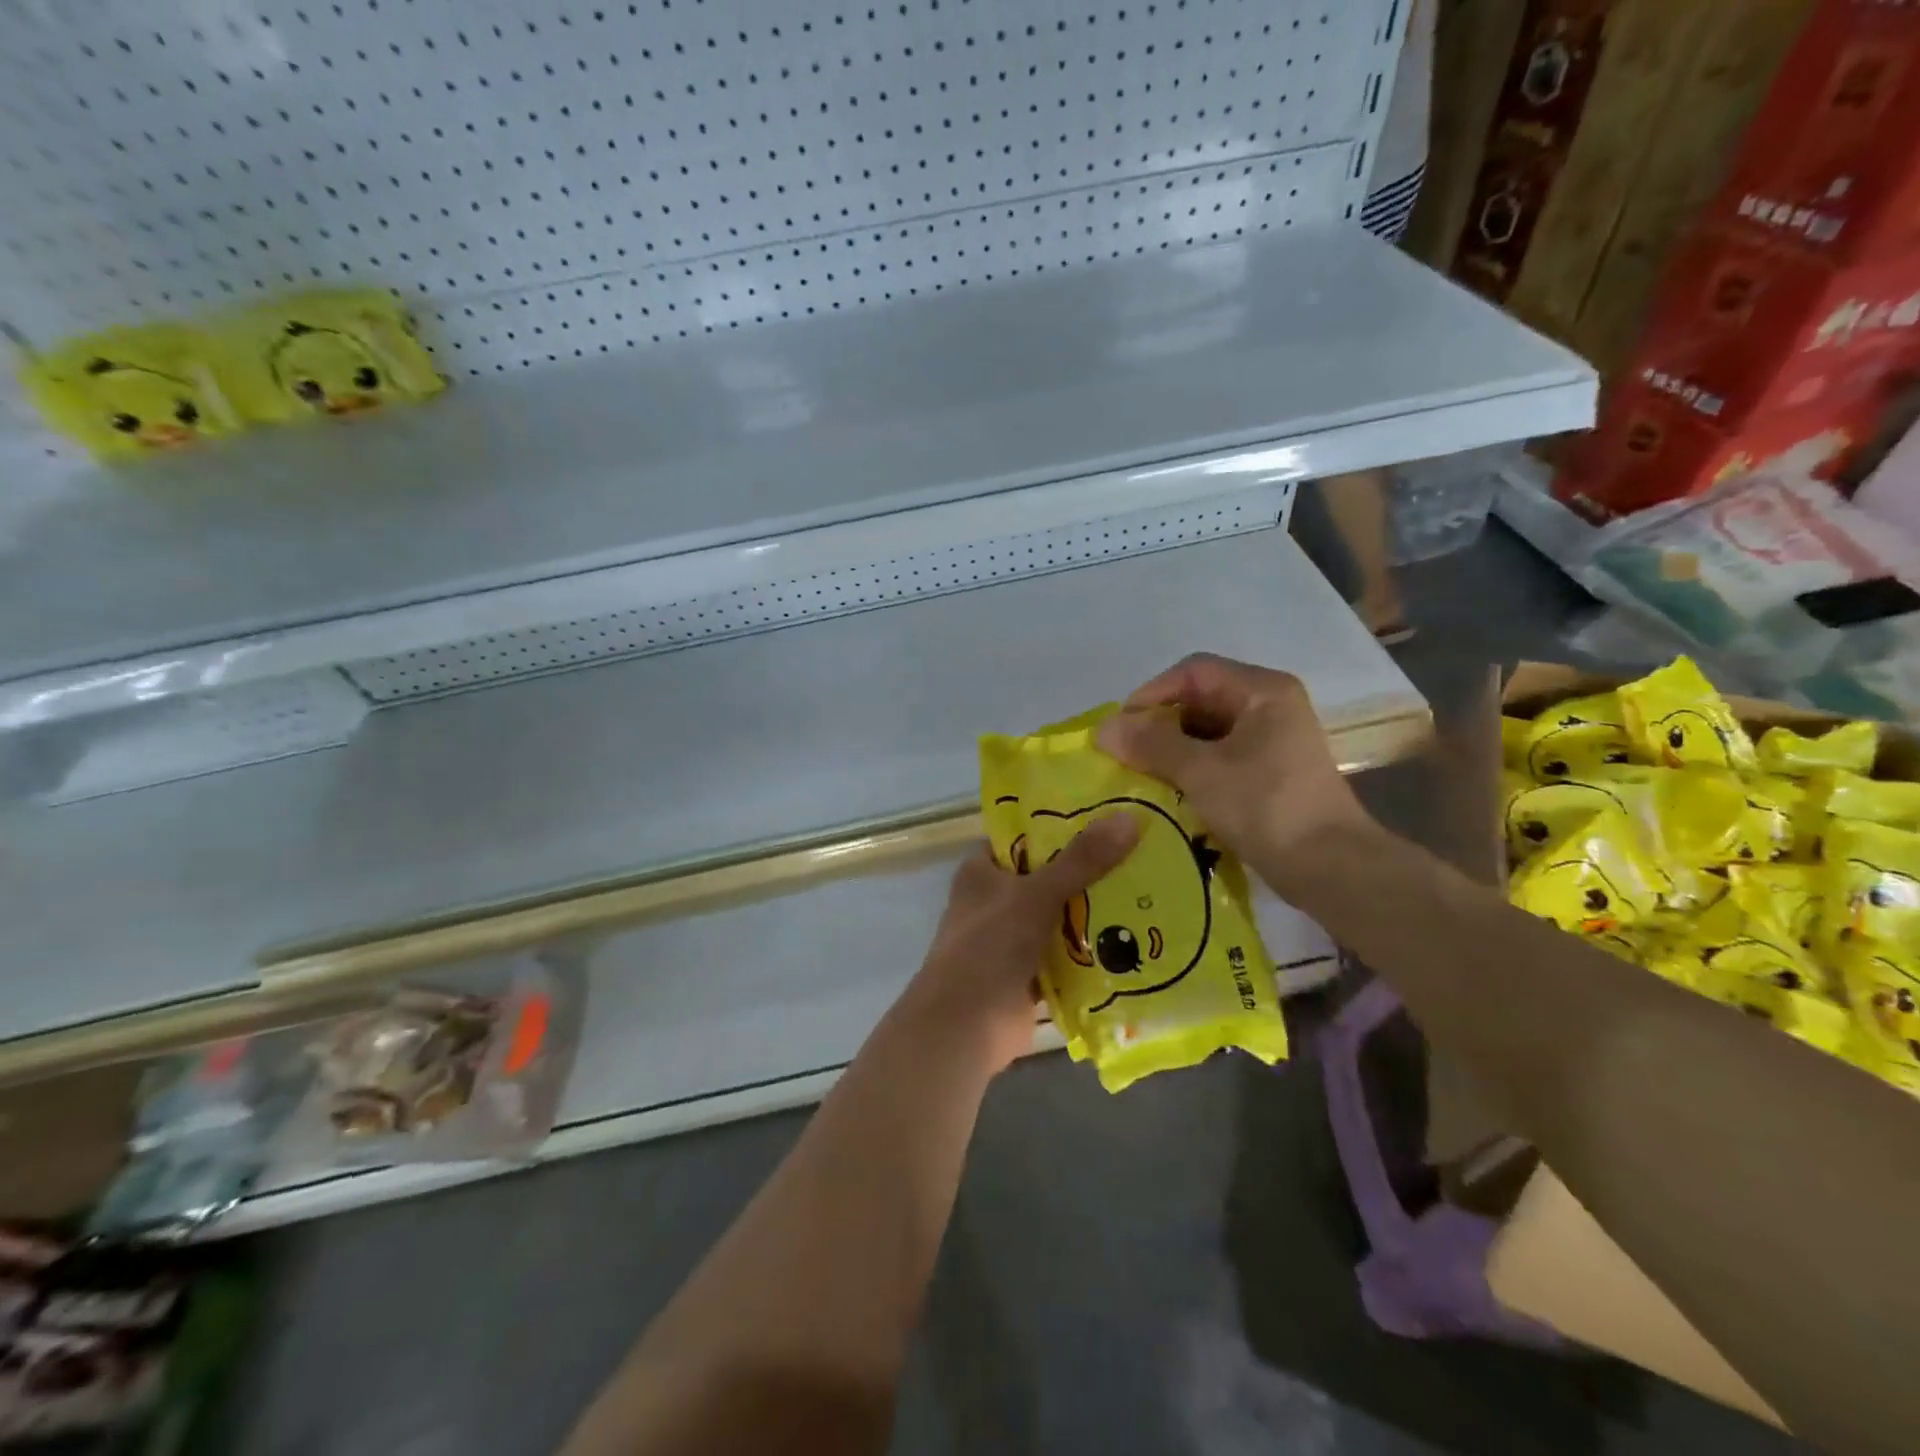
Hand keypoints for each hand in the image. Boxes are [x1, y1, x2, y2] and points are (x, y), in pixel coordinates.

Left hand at [899, 817, 1139, 1074]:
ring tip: (1149, 889)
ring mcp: (1011, 937)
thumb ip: (1081, 861)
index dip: (1061, 824)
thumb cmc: (990, 946)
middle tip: (1142, 851)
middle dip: (1089, 870)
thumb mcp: (1036, 895)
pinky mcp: (1029, 971)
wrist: (965, 1026)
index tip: (1109, 814)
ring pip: (1060, 915)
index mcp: (982, 871)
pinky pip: (1066, 952)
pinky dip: (1091, 948)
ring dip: (1095, 910)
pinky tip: (1135, 937)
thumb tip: (1128, 817)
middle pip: (1049, 876)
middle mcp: (995, 899)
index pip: (1025, 836)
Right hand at [1095, 653, 1379, 895]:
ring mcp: (1273, 740)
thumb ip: (1151, 744)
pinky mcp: (1271, 771)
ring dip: (1172, 748)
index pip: (1193, 672)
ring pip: (1208, 730)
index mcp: (1262, 691)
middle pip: (1201, 699)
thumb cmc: (1266, 807)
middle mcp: (1270, 706)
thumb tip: (1104, 728)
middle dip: (1160, 723)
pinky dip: (1192, 767)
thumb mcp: (1201, 772)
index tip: (1121, 727)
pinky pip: (1220, 756)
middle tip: (1126, 752)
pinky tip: (1169, 790)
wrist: (1330, 867)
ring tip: (1141, 772)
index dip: (1152, 693)